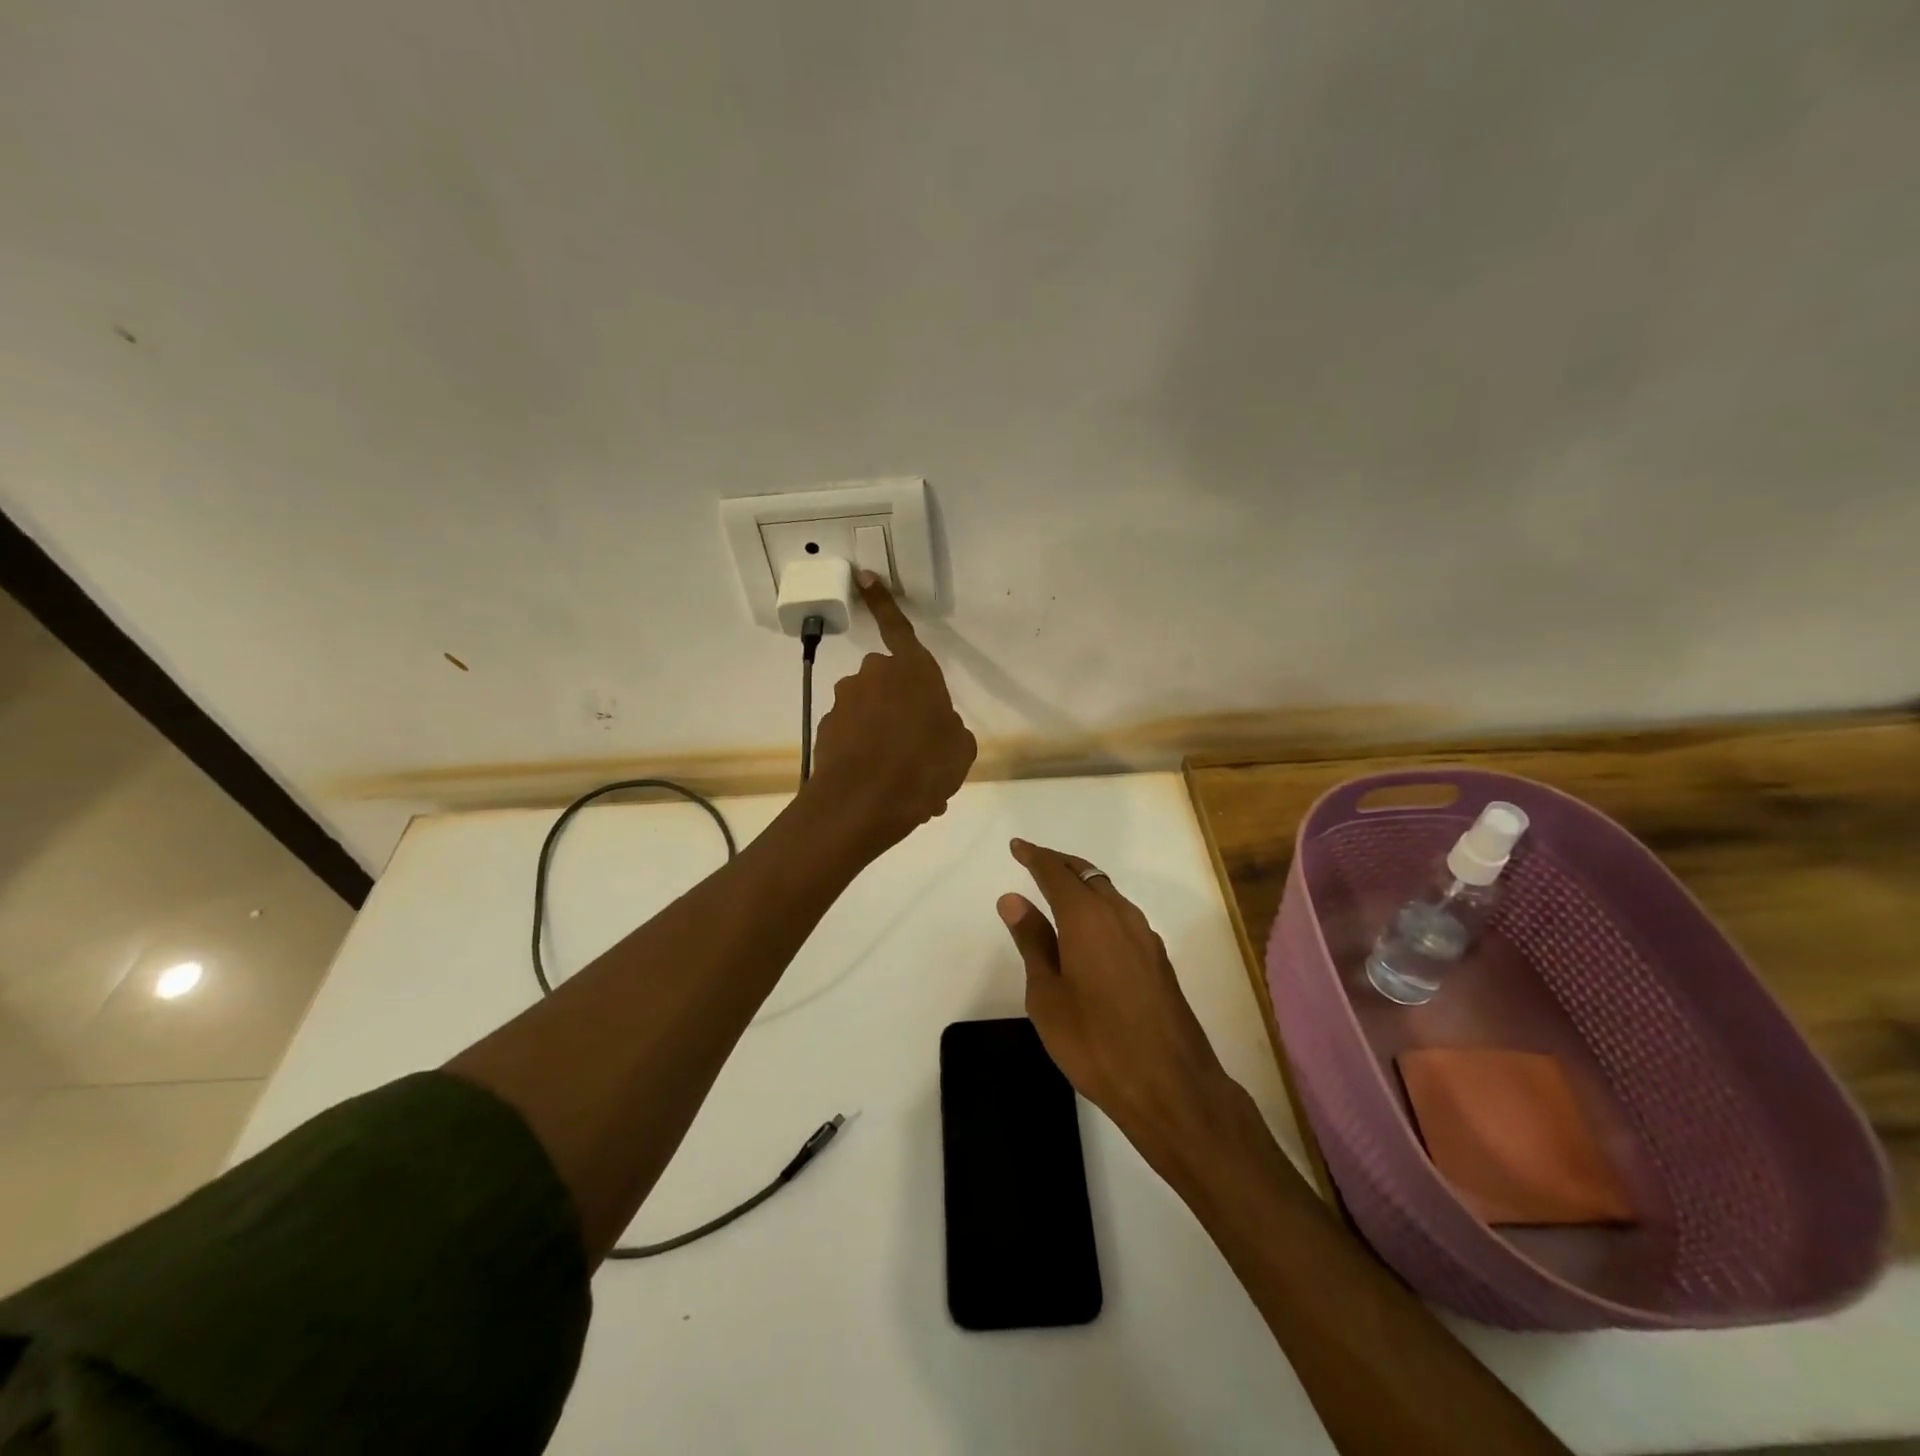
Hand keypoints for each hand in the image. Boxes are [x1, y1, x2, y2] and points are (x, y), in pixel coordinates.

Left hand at [807, 574, 975, 852]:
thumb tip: (937, 729)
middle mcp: (873, 676)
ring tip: (908, 780)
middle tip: (922, 747)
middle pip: (890, 683)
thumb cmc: (924, 766)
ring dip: (888, 739)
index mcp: (912, 670)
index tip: (864, 576)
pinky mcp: (827, 729)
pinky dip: (870, 756)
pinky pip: (856, 738)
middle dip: (902, 707)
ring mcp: (846, 702)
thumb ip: (950, 729)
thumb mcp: (960, 749)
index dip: (884, 602)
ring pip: (873, 715)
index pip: (898, 627)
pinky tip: (887, 789)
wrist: (862, 804)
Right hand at [998, 839, 1241, 1172]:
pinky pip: (1122, 916)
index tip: (1017, 846)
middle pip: (1087, 874)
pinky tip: (1090, 932)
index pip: (1056, 873)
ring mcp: (1145, 937)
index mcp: (1087, 918)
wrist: (1170, 1085)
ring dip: (1083, 884)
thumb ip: (1032, 942)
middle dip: (1060, 864)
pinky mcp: (1158, 960)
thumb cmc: (1094, 1041)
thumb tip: (1013, 899)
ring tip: (1059, 892)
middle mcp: (1120, 915)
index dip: (1035, 856)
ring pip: (1109, 894)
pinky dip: (1100, 908)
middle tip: (1035, 862)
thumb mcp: (1047, 995)